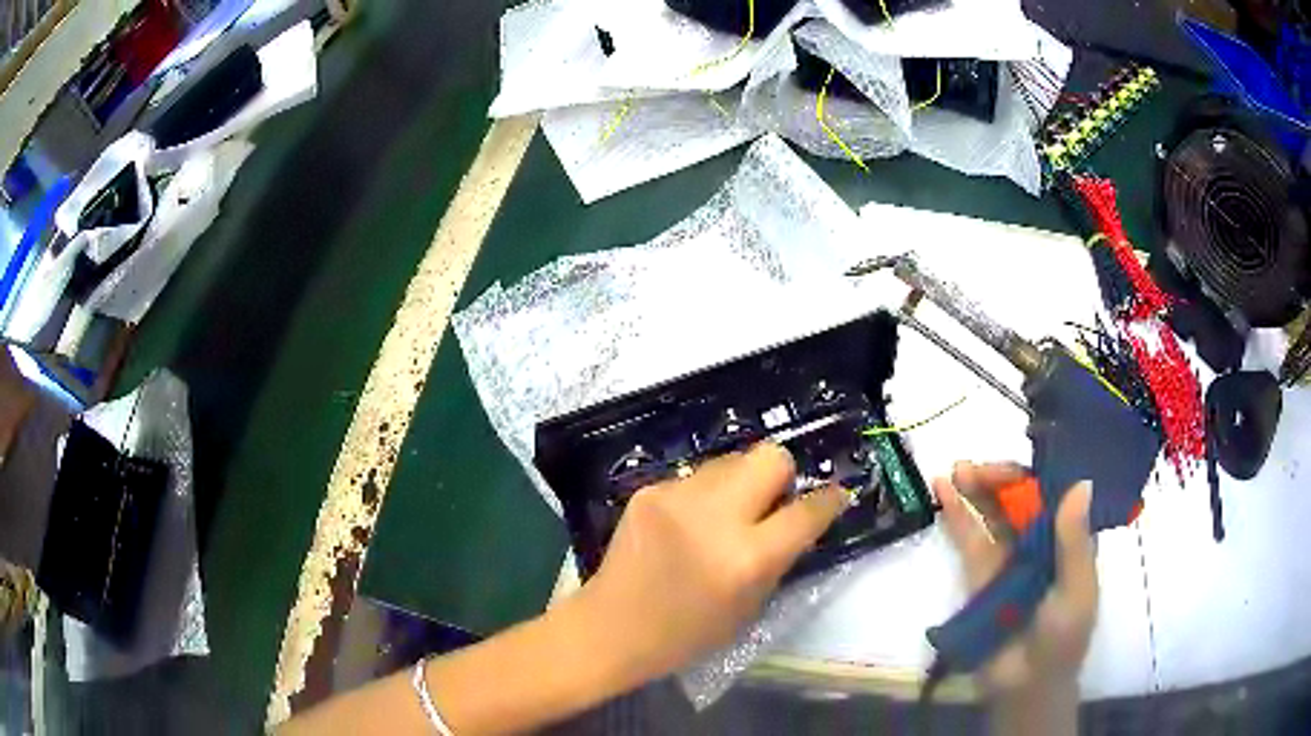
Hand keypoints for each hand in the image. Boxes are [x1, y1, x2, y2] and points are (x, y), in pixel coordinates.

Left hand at [571, 443, 848, 683]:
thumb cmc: (687, 634)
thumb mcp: (750, 607)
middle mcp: (716, 516)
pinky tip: (689, 523)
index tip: (836, 495)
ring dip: (741, 482)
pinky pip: (696, 477)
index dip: (830, 499)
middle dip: (782, 474)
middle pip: (771, 456)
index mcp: (748, 558)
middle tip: (773, 502)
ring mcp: (678, 497)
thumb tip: (800, 519)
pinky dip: (705, 495)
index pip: (807, 510)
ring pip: (732, 460)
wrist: (611, 626)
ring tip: (725, 514)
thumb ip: (780, 558)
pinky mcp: (649, 489)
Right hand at [934, 462, 1096, 702]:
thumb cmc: (1062, 640)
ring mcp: (1008, 558)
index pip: (1055, 494)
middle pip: (1021, 498)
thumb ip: (1075, 543)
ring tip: (956, 469)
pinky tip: (943, 490)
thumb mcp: (1076, 591)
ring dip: (976, 488)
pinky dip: (956, 514)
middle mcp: (1040, 542)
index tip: (1019, 464)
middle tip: (976, 468)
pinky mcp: (979, 576)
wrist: (1024, 687)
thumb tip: (1081, 483)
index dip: (1037, 472)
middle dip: (1000, 478)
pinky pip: (969, 539)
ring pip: (993, 513)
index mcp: (1069, 540)